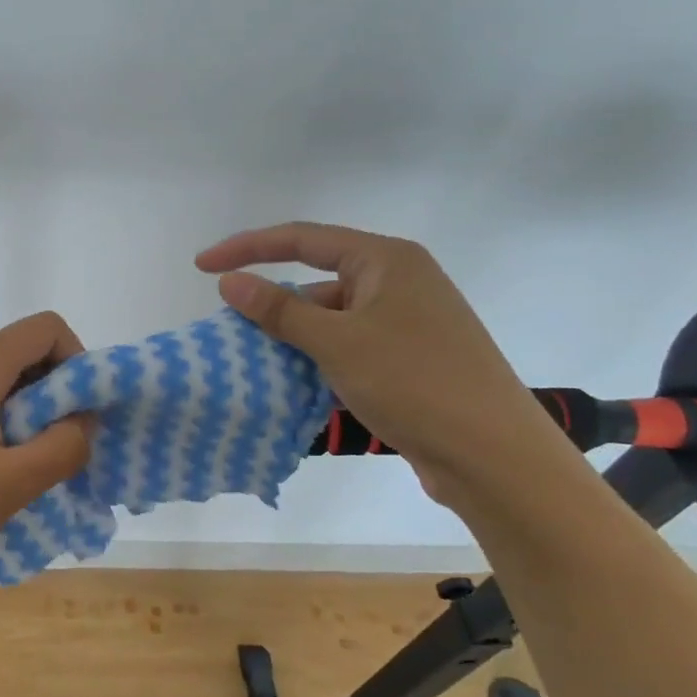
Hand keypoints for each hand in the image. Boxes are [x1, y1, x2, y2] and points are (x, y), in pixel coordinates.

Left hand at [0, 312, 94, 588]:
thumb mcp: (10, 484)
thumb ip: (63, 446)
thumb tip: (86, 419)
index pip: (45, 328)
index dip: (77, 360)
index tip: (79, 413)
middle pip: (23, 352)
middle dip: (54, 394)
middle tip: (54, 450)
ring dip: (26, 414)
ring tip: (19, 468)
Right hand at [196, 222, 571, 505]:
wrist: (495, 457)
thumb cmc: (414, 383)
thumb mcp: (337, 342)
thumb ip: (279, 309)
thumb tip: (229, 282)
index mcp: (386, 260)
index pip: (302, 238)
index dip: (247, 248)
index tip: (202, 266)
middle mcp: (399, 281)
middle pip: (317, 278)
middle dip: (273, 302)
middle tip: (232, 328)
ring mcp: (408, 321)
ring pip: (332, 318)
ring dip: (295, 336)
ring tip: (256, 361)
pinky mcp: (411, 358)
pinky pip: (350, 346)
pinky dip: (320, 359)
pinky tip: (296, 384)